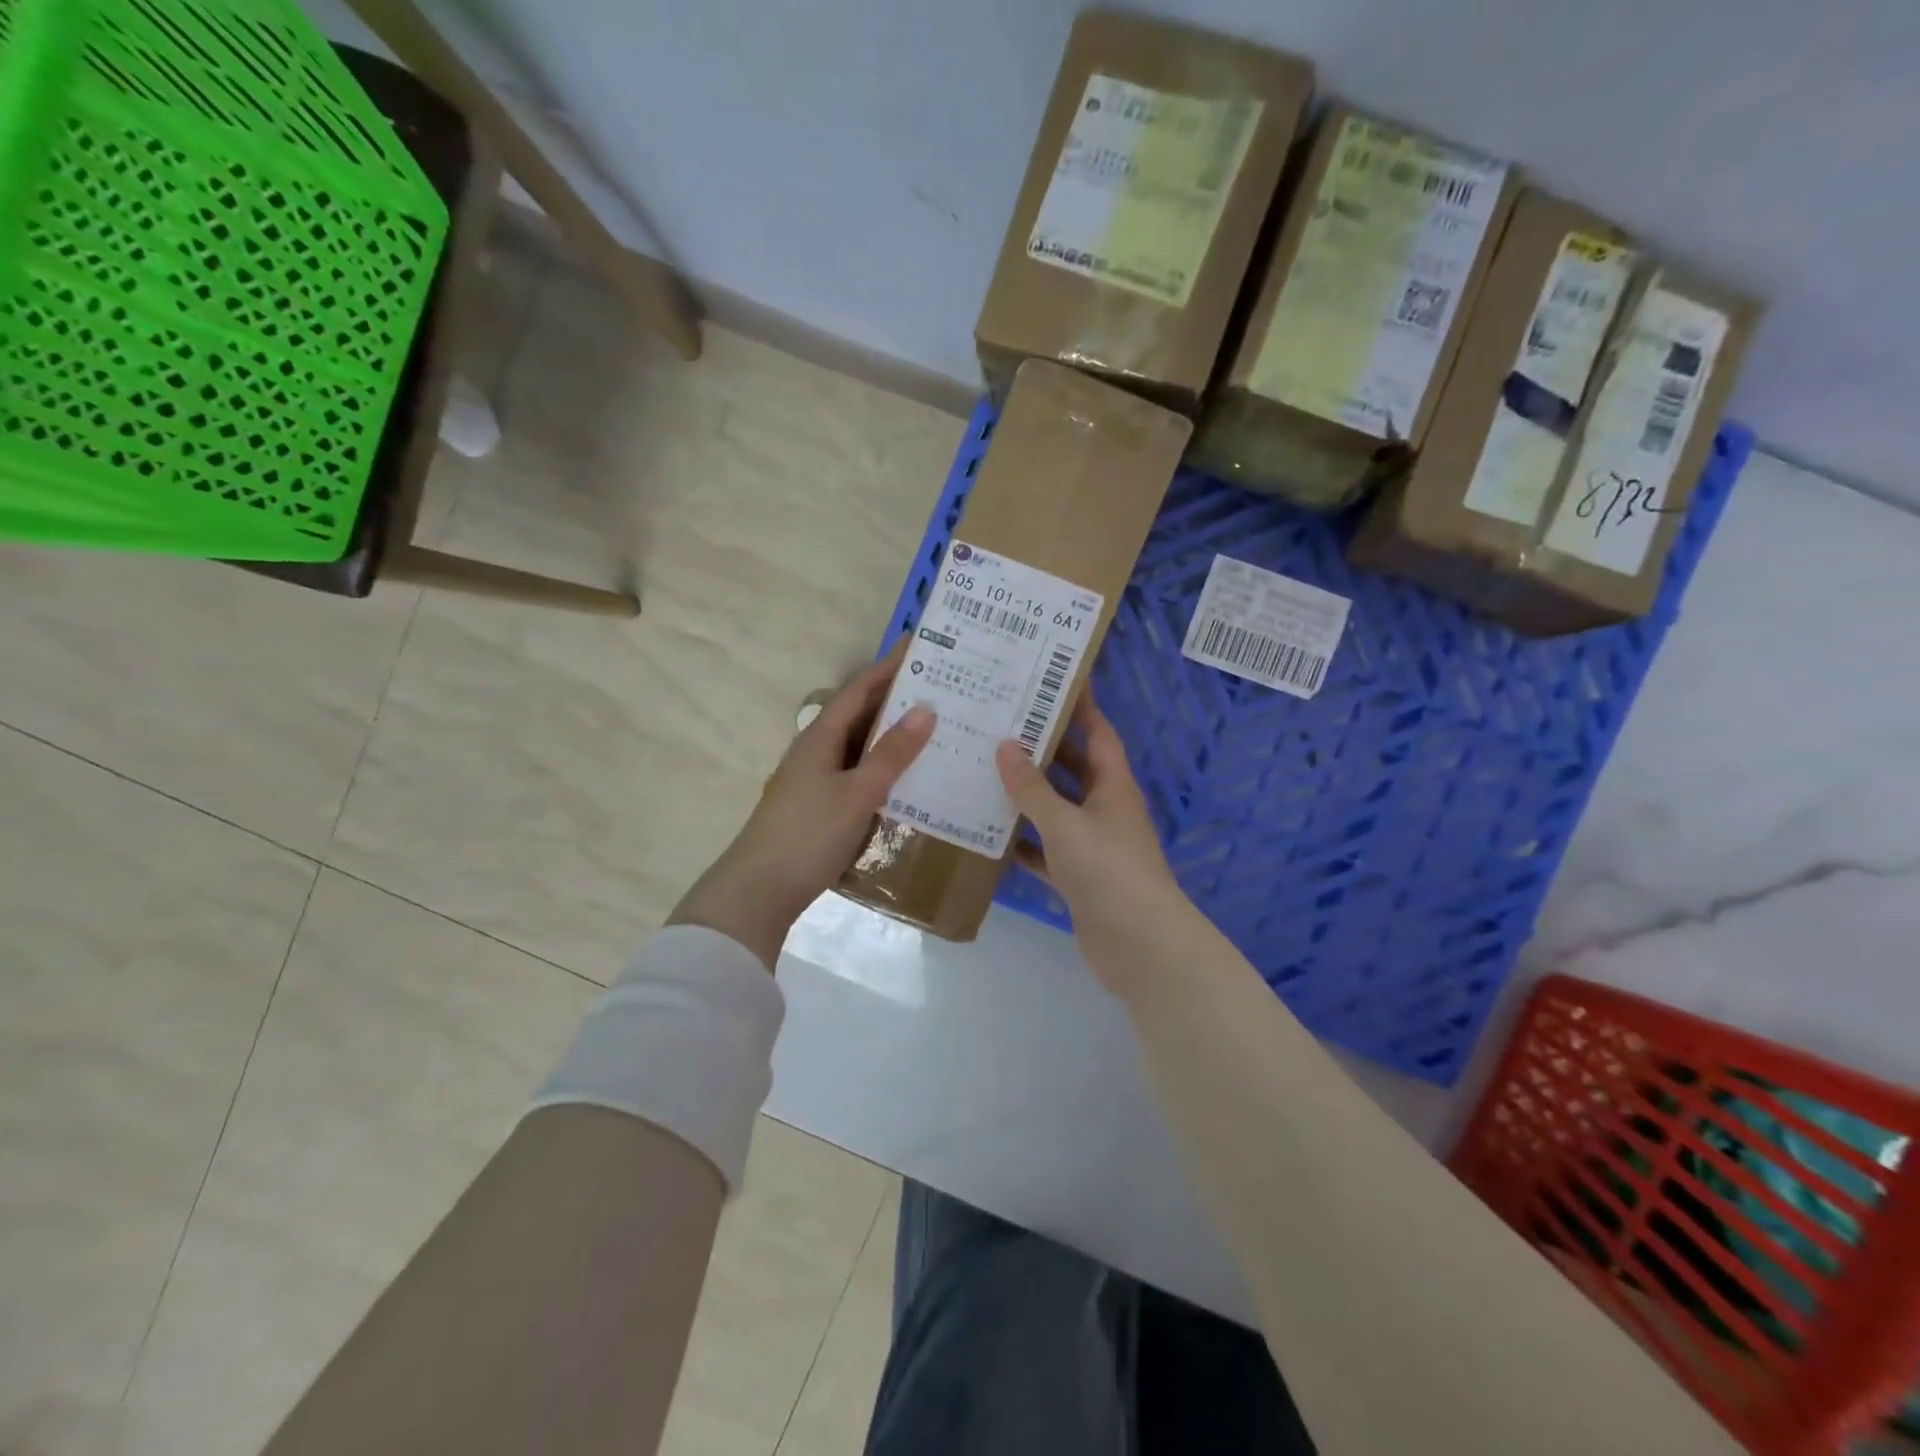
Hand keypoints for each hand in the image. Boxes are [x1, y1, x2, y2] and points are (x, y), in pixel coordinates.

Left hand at [669, 646, 933, 968]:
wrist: (759, 891)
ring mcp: (818, 779)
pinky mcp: (822, 805)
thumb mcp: (857, 792)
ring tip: (936, 726)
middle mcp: (818, 750)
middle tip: (941, 687)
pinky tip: (910, 776)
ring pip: (862, 745)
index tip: (921, 645)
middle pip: (861, 714)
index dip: (889, 666)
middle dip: (897, 698)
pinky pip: (860, 773)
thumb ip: (891, 754)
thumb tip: (925, 709)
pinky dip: (885, 767)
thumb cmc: (808, 833)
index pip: (860, 689)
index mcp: (821, 736)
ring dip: (893, 734)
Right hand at [994, 694, 1189, 995]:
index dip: (1080, 707)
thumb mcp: (1065, 822)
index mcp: (1112, 785)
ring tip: (984, 771)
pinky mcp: (1079, 877)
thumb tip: (1005, 747)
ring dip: (1027, 795)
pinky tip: (990, 833)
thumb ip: (1032, 788)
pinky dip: (1024, 842)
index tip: (1050, 681)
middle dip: (1041, 748)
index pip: (1097, 733)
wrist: (1138, 944)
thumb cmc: (1107, 870)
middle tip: (999, 725)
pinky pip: (1046, 850)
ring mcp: (1093, 845)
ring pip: (1056, 809)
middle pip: (1072, 768)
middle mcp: (1105, 809)